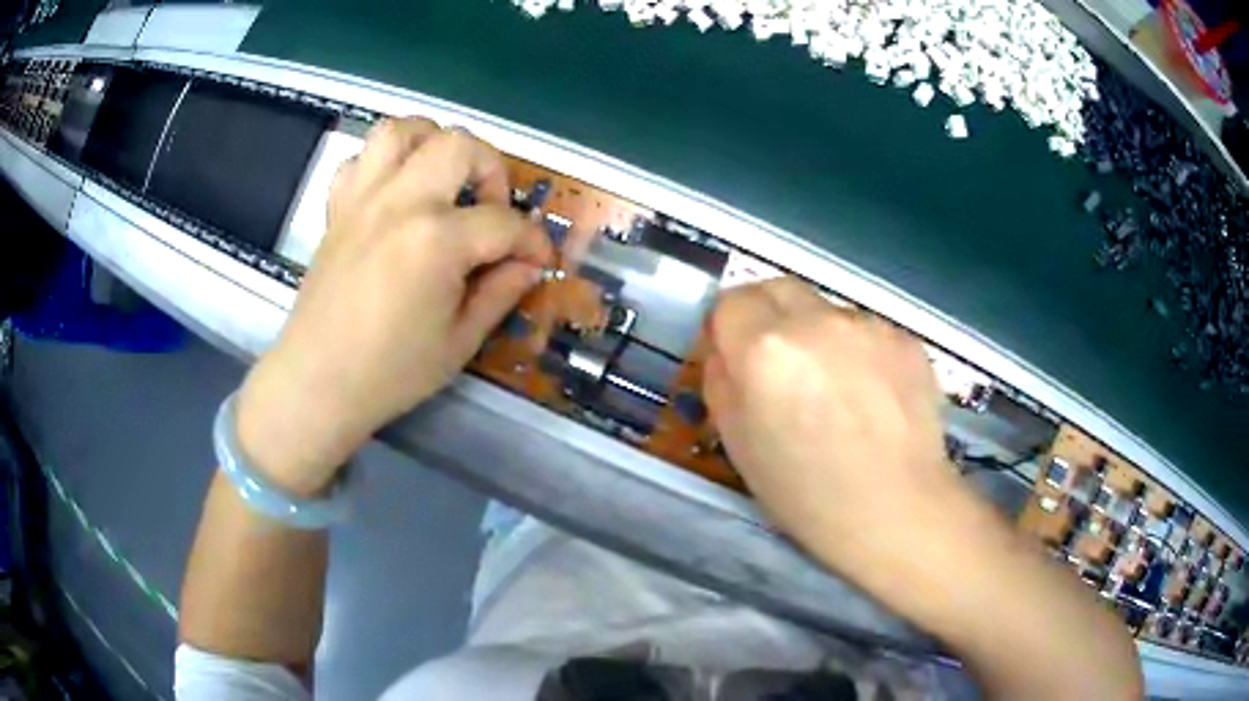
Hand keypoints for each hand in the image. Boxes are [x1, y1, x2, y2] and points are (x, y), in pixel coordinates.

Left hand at [235, 118, 552, 495]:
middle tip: (492, 210)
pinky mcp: (338, 208)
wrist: (318, 382)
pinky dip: (383, 163)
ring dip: (433, 142)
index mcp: (437, 240)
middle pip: (459, 146)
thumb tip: (528, 265)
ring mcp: (363, 199)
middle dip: (491, 169)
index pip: (505, 223)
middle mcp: (400, 202)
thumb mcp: (460, 342)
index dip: (533, 241)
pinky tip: (394, 193)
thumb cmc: (391, 373)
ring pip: (401, 130)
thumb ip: (500, 293)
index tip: (539, 260)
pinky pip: (359, 159)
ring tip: (443, 178)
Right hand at [703, 278, 958, 565]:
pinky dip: (859, 351)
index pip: (730, 302)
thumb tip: (726, 349)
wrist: (897, 510)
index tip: (735, 355)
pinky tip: (873, 396)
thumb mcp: (738, 444)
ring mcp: (868, 325)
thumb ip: (721, 381)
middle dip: (768, 315)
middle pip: (777, 288)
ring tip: (837, 389)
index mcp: (764, 349)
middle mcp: (816, 321)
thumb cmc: (806, 494)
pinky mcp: (906, 338)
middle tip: (779, 363)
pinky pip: (867, 332)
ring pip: (827, 311)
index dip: (727, 327)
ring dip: (819, 335)